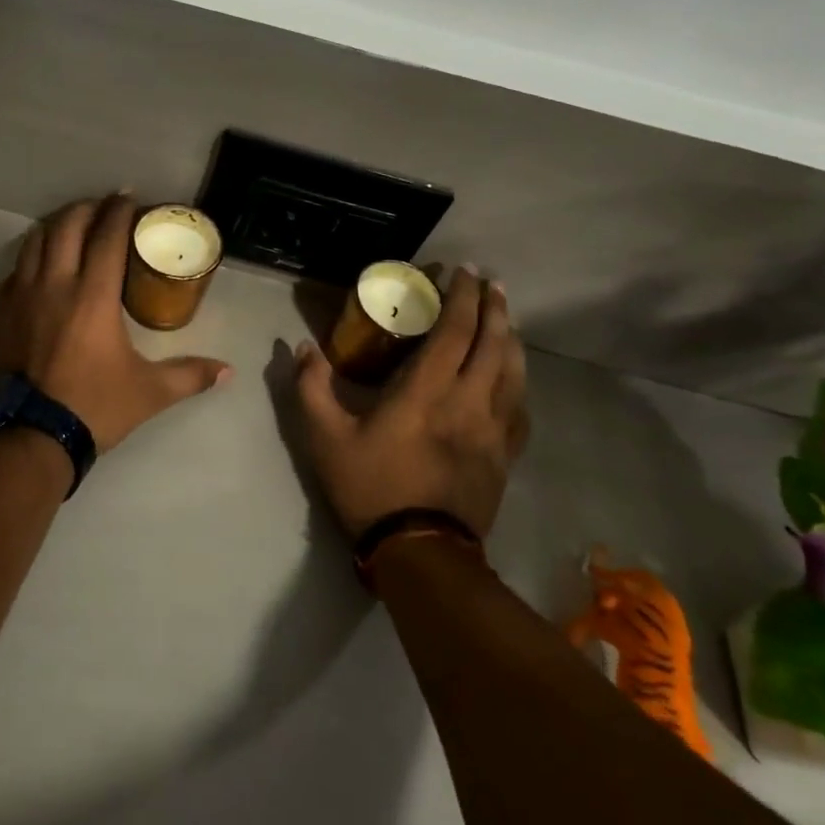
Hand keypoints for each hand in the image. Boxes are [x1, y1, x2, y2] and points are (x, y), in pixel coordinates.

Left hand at [0, 193, 232, 451]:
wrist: (27, 436)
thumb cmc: (93, 407)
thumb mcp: (149, 393)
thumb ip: (190, 376)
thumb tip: (227, 371)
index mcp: (93, 296)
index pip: (106, 237)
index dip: (119, 211)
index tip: (129, 198)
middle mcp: (54, 284)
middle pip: (67, 226)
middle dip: (87, 208)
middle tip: (103, 207)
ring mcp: (21, 295)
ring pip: (35, 240)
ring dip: (56, 225)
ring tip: (73, 224)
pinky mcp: (1, 312)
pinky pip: (16, 268)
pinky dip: (32, 255)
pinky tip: (42, 264)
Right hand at [294, 269, 528, 538]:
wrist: (421, 552)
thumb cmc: (371, 488)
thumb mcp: (325, 438)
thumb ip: (311, 389)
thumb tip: (303, 348)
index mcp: (426, 391)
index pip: (455, 331)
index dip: (462, 297)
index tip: (464, 272)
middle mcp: (469, 401)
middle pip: (494, 343)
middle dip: (493, 307)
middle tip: (490, 283)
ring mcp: (493, 429)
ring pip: (514, 372)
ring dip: (511, 338)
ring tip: (506, 319)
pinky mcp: (504, 455)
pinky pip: (520, 408)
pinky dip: (518, 382)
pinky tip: (513, 378)